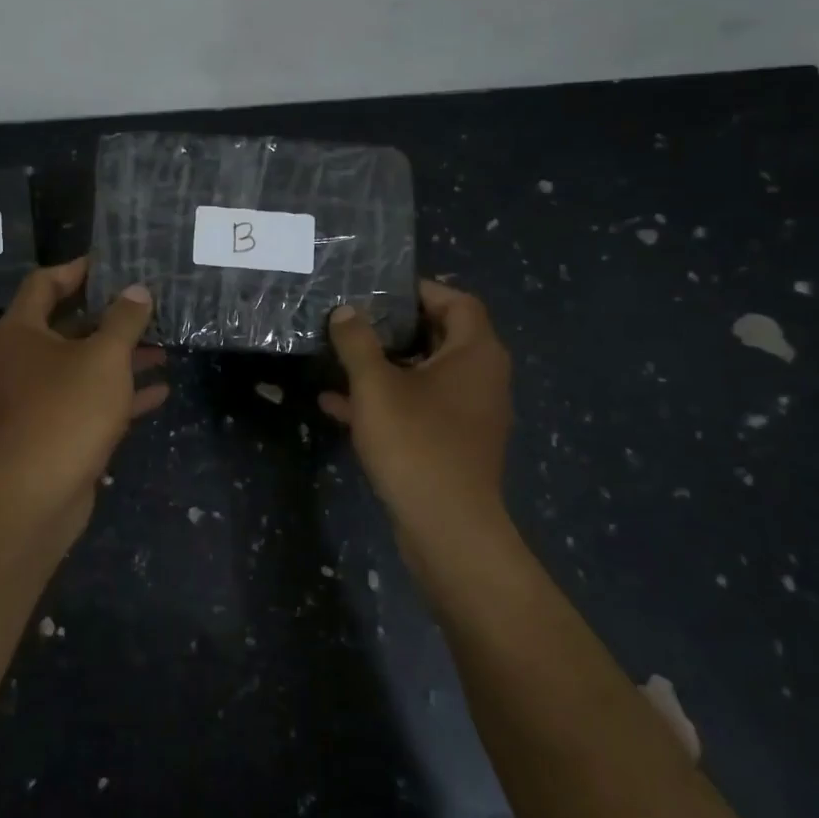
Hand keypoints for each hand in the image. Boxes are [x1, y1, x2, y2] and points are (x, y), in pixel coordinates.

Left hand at [0, 258, 168, 530]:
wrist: (38, 494)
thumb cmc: (68, 409)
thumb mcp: (104, 357)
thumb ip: (124, 320)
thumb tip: (137, 290)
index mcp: (22, 331)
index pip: (45, 283)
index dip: (78, 270)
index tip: (115, 265)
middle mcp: (23, 359)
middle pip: (66, 324)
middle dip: (109, 316)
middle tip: (148, 304)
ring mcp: (37, 397)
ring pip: (82, 364)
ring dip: (120, 355)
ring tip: (163, 345)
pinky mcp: (54, 429)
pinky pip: (89, 400)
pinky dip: (120, 393)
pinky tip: (160, 390)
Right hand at [320, 279, 514, 546]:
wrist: (447, 528)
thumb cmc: (416, 443)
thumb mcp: (376, 386)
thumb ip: (358, 342)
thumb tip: (346, 311)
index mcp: (475, 353)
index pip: (456, 300)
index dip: (419, 290)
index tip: (378, 290)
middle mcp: (481, 377)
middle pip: (440, 335)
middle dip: (394, 328)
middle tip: (354, 320)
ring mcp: (469, 414)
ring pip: (424, 374)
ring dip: (384, 365)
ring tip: (339, 358)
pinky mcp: (454, 443)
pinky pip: (419, 408)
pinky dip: (386, 401)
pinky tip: (337, 404)